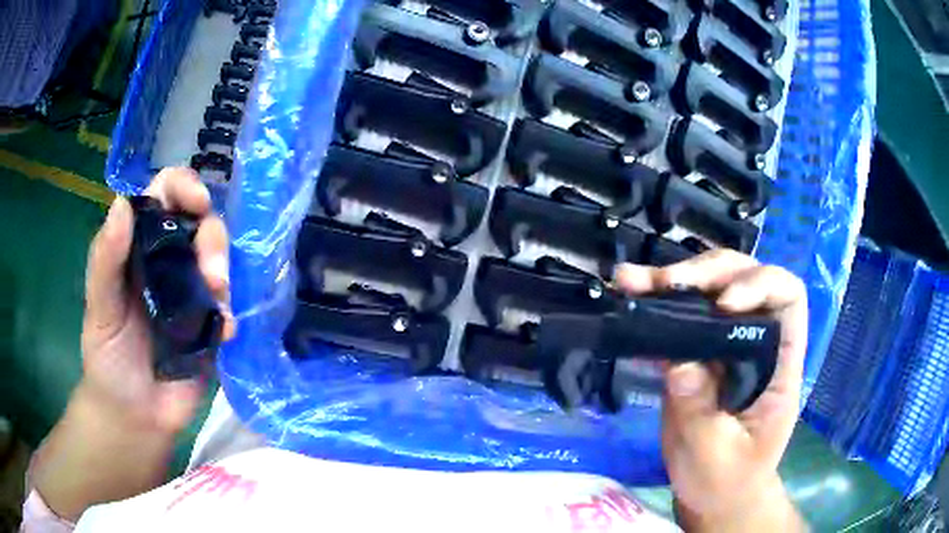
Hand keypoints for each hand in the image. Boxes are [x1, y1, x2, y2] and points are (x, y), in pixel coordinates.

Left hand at [80, 168, 235, 433]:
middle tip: (211, 275)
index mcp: (140, 246)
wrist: (134, 417)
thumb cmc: (107, 359)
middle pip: (202, 225)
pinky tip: (224, 333)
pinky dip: (231, 314)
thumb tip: (122, 204)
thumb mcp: (99, 308)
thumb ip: (106, 259)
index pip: (165, 196)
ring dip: (226, 273)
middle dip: (212, 240)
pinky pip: (231, 307)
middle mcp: (169, 262)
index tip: (197, 202)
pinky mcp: (211, 327)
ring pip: (222, 260)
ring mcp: (193, 294)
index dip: (183, 187)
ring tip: (217, 303)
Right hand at [615, 250, 806, 528]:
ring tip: (634, 281)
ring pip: (710, 289)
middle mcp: (756, 340)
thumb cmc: (728, 480)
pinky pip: (678, 318)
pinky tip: (628, 296)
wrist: (714, 495)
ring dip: (673, 278)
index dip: (761, 285)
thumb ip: (702, 413)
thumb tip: (681, 364)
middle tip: (669, 284)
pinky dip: (653, 304)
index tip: (723, 303)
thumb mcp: (717, 456)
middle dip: (709, 272)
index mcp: (779, 363)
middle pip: (745, 277)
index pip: (787, 298)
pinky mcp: (694, 354)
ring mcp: (724, 345)